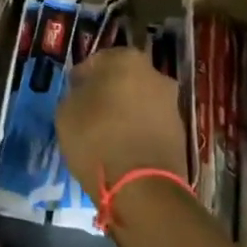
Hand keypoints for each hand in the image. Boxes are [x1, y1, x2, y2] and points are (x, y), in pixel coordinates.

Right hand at [56, 47, 187, 191]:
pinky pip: (151, 124)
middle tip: (91, 115)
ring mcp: (171, 103)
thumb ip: (76, 93)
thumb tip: (86, 93)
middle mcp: (154, 73)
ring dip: (126, 112)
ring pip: (140, 101)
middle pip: (123, 79)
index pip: (96, 62)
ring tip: (108, 136)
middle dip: (109, 92)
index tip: (74, 98)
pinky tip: (124, 149)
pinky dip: (139, 131)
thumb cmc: (97, 139)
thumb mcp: (66, 111)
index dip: (82, 80)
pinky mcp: (180, 132)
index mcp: (126, 59)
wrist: (142, 188)